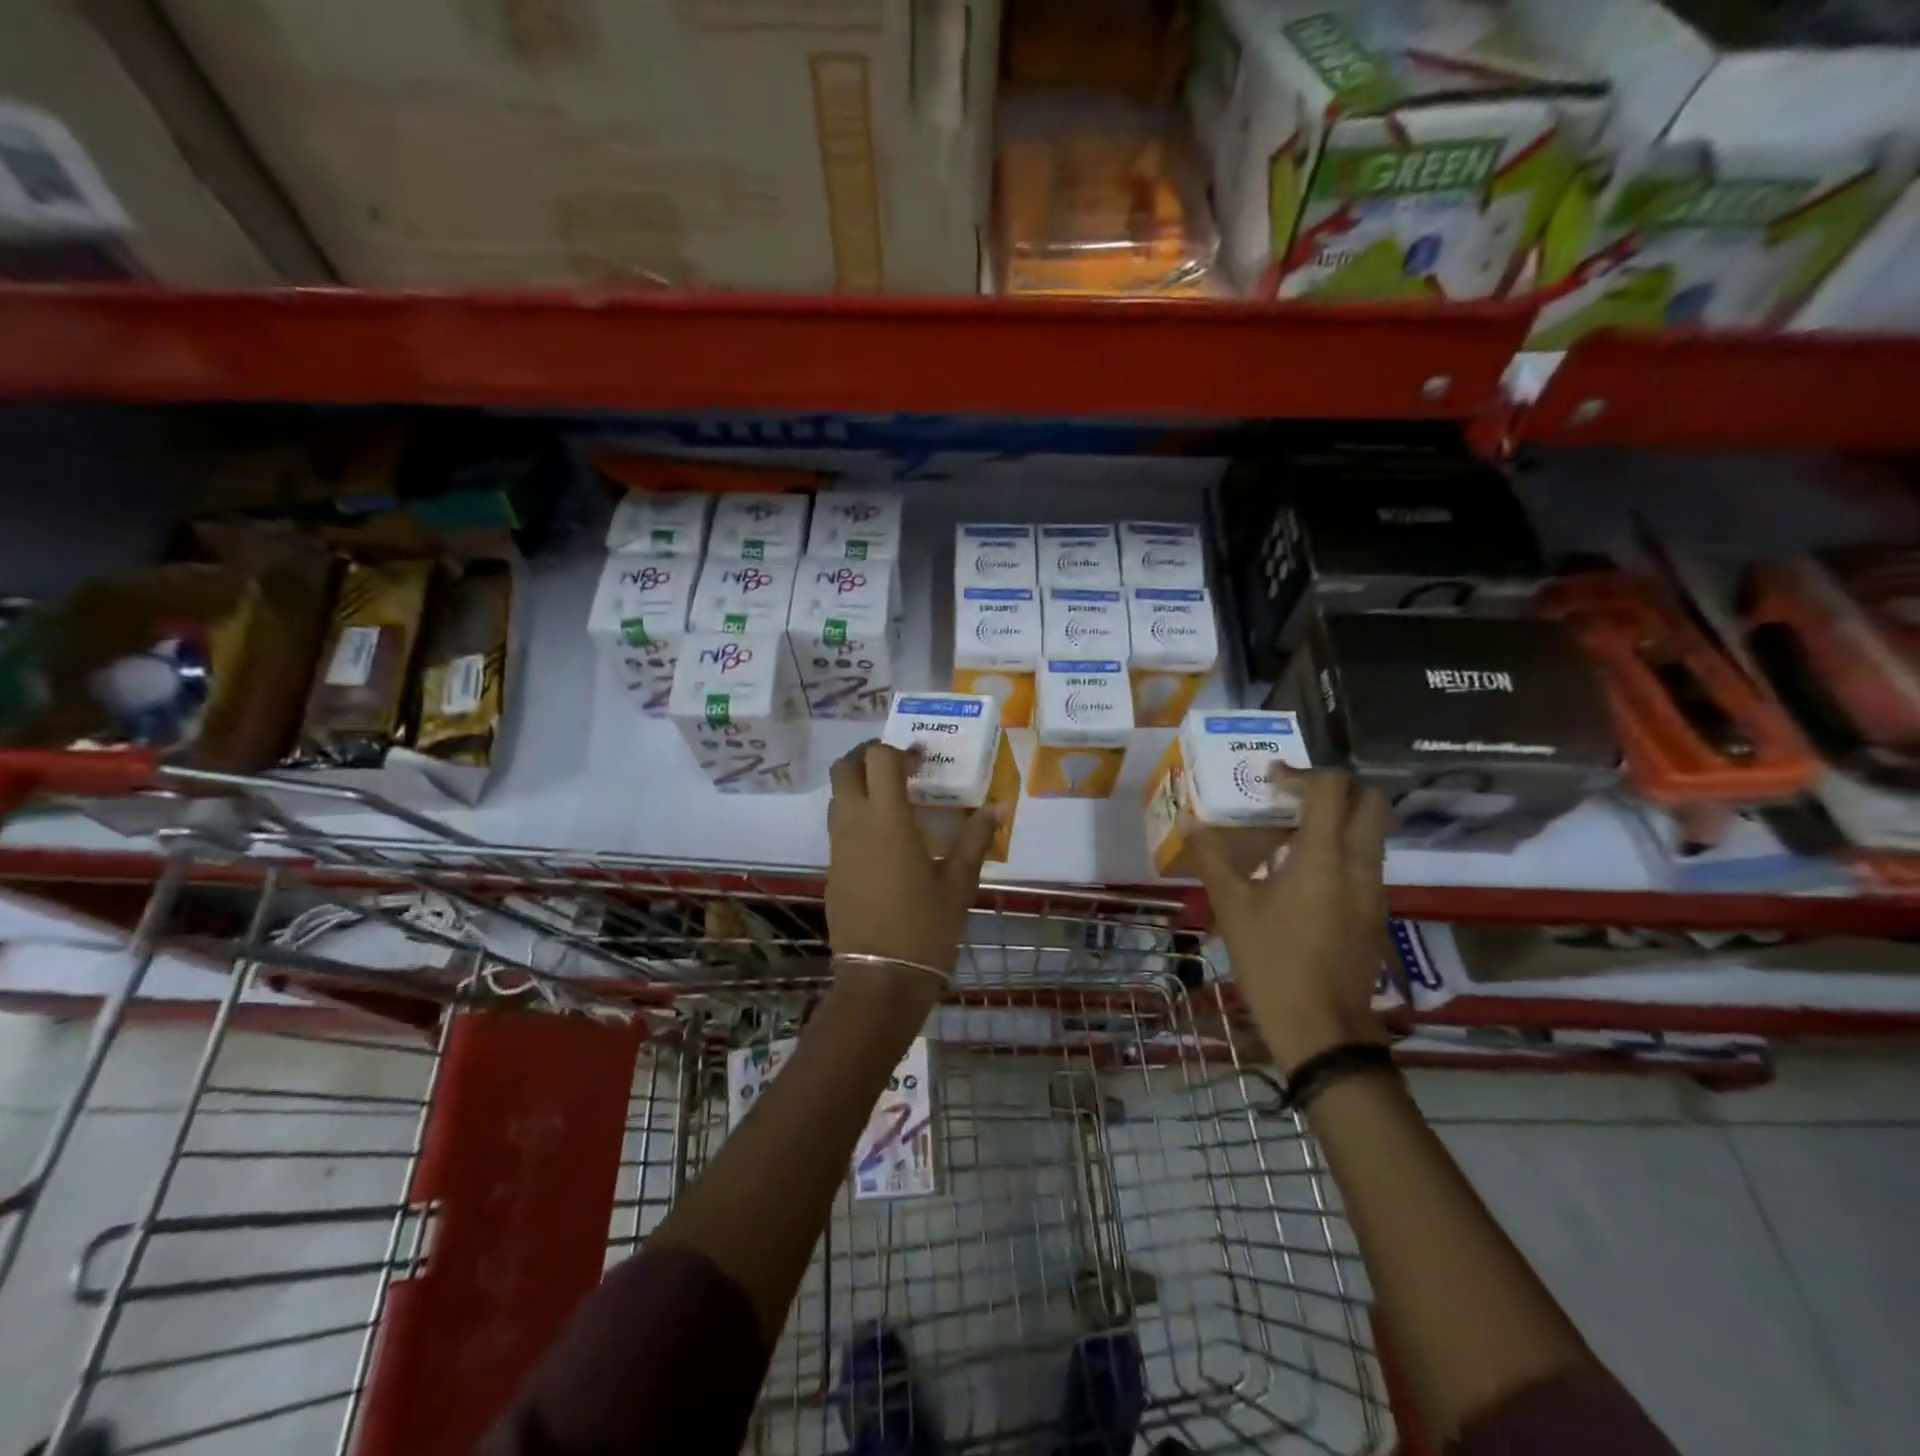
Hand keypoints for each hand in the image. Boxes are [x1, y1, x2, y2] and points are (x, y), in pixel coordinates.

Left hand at [827, 742, 999, 983]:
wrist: (881, 978)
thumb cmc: (925, 926)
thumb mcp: (959, 882)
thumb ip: (975, 838)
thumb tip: (999, 807)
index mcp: (887, 820)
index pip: (878, 759)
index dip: (899, 751)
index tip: (923, 761)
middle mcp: (854, 825)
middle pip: (844, 769)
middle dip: (867, 757)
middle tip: (899, 768)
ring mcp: (838, 849)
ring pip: (837, 798)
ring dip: (860, 787)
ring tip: (895, 801)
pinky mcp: (833, 871)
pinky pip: (839, 828)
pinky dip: (857, 817)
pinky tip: (886, 841)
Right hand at [1192, 769, 1392, 1072]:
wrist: (1322, 1028)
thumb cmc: (1272, 961)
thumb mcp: (1233, 907)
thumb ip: (1213, 859)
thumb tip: (1190, 823)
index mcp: (1324, 856)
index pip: (1332, 788)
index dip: (1301, 773)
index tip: (1270, 782)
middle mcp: (1359, 864)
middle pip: (1370, 802)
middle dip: (1336, 789)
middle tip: (1294, 798)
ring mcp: (1374, 890)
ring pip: (1372, 833)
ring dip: (1339, 820)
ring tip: (1291, 833)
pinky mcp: (1376, 912)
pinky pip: (1366, 862)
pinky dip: (1341, 851)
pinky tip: (1302, 874)